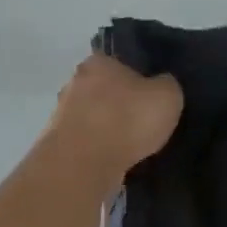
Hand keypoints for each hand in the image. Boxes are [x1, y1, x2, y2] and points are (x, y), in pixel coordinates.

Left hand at [46, 52, 183, 174]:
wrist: (84, 164)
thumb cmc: (127, 120)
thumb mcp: (167, 96)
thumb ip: (167, 85)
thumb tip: (162, 84)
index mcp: (98, 61)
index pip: (120, 62)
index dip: (138, 77)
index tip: (151, 95)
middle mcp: (74, 81)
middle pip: (104, 89)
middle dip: (120, 103)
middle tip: (143, 121)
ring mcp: (62, 113)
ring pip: (93, 116)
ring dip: (108, 128)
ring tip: (131, 145)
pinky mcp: (59, 143)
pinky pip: (86, 141)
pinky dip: (99, 149)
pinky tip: (115, 160)